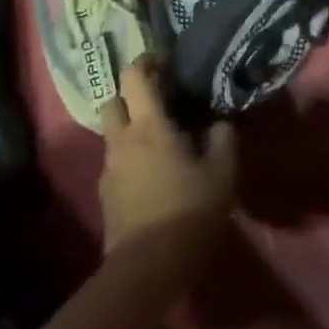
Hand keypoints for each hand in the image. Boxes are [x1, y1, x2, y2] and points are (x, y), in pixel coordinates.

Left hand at [98, 59, 236, 255]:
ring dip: (131, 128)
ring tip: (161, 140)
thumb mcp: (222, 172)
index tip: (167, 60)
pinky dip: (131, 156)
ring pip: (113, 133)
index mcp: (148, 125)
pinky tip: (154, 173)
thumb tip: (217, 124)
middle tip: (160, 100)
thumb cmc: (188, 211)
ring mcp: (108, 169)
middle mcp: (122, 140)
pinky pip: (116, 161)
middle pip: (113, 101)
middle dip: (132, 95)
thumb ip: (222, 138)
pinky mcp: (105, 195)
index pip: (134, 76)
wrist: (147, 269)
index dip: (148, 60)